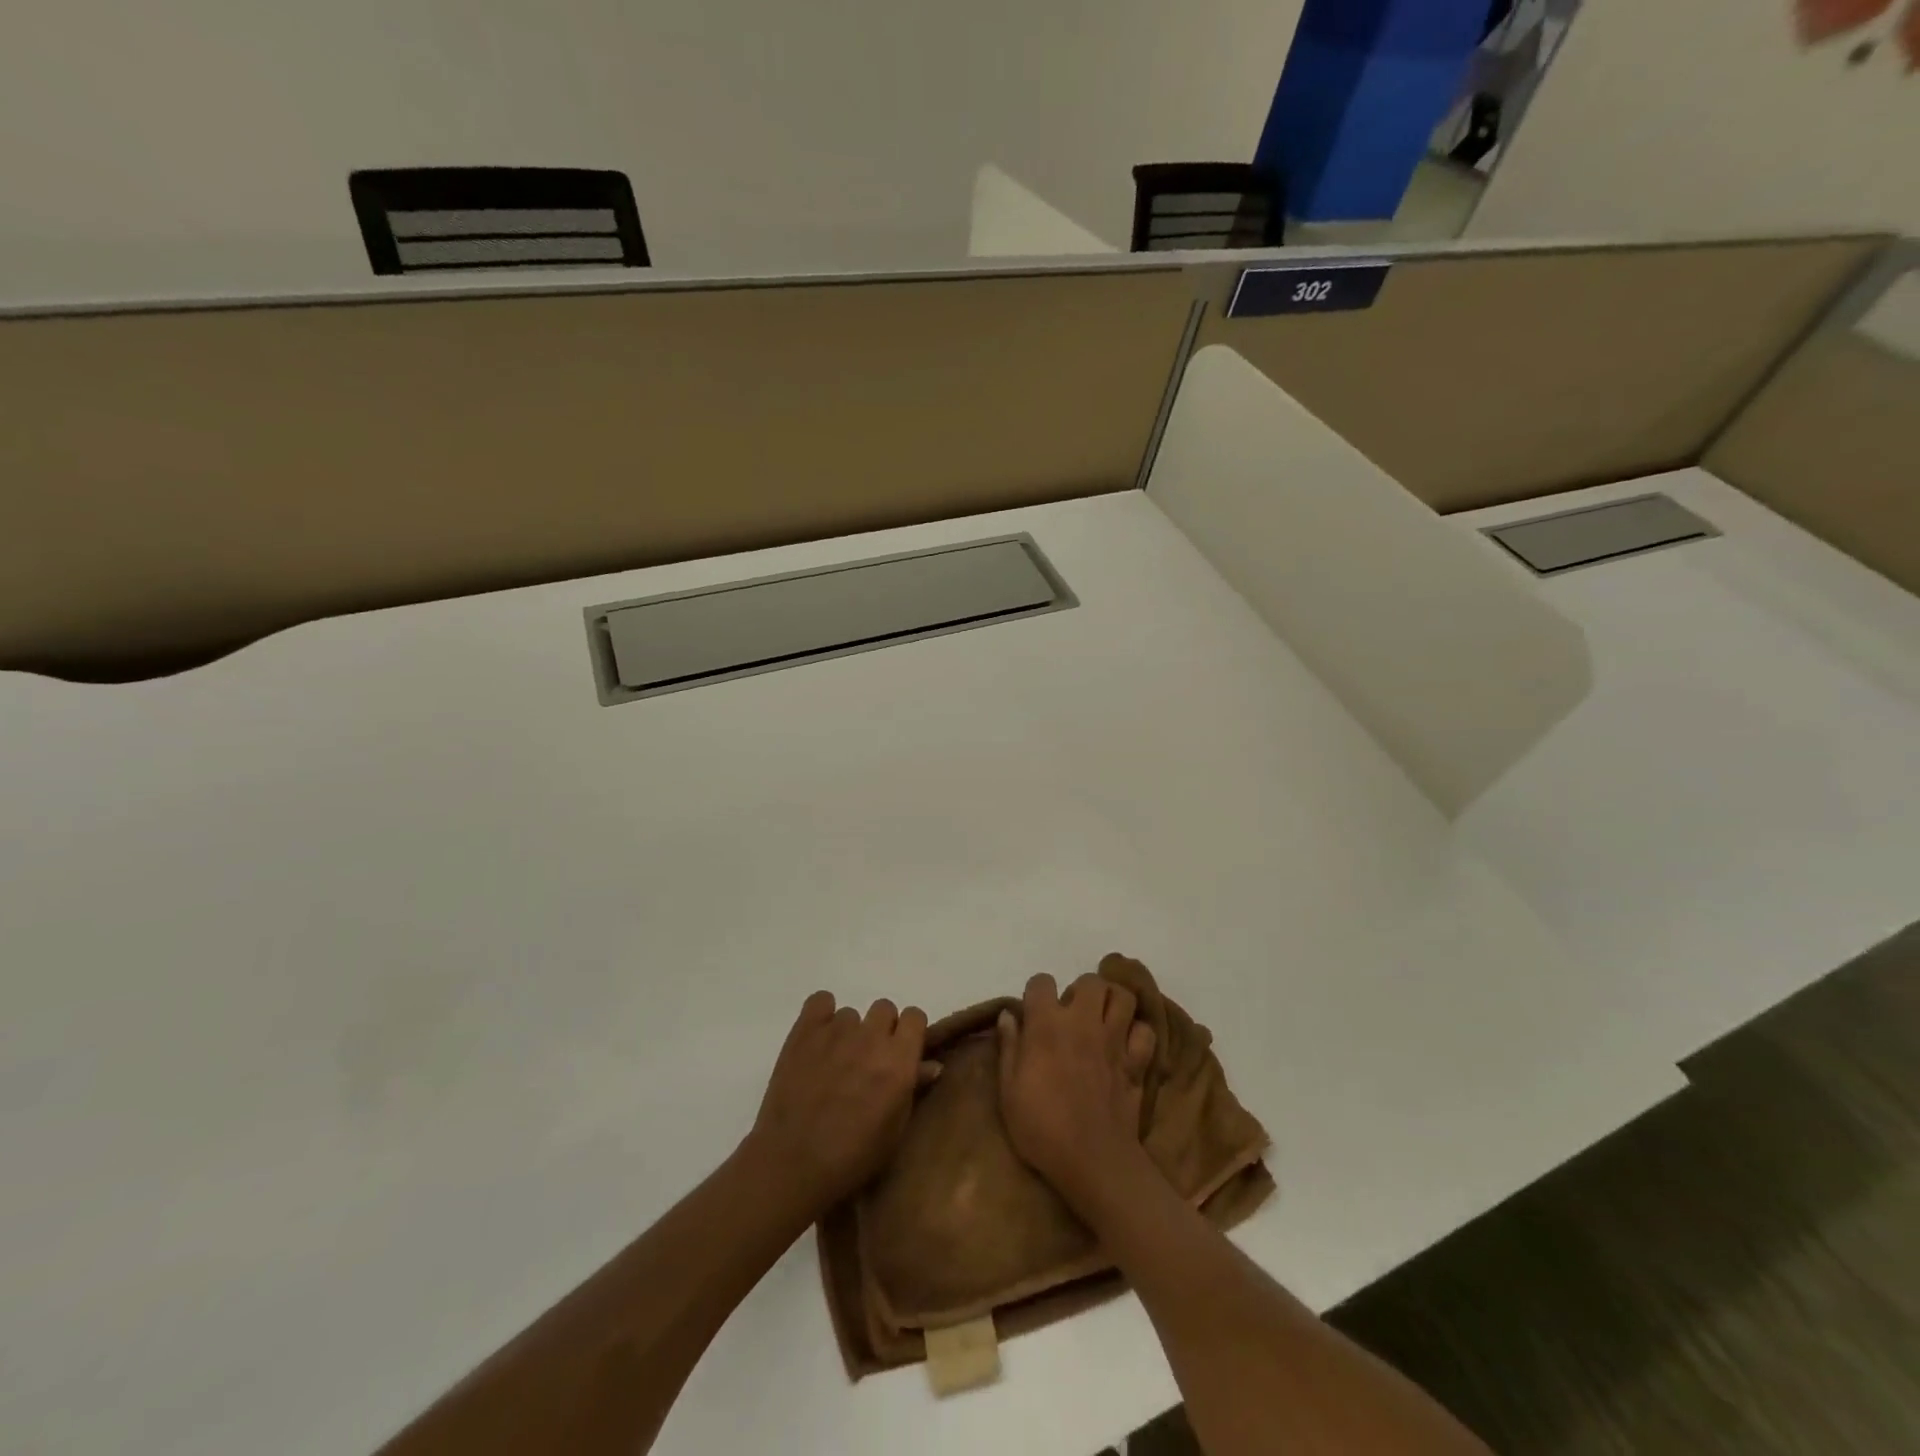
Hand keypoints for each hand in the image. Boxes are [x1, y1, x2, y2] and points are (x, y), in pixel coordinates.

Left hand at [742, 991, 939, 1217]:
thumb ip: (913, 1089)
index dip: (909, 1032)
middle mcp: (871, 1037)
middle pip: (884, 1009)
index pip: (915, 1016)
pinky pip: (820, 1001)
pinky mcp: (805, 1030)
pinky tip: (817, 1040)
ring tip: (834, 1062)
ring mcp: (836, 1030)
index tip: (901, 1052)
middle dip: (880, 1030)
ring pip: (851, 1014)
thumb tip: (932, 1064)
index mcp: (899, 1060)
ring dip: (849, 1033)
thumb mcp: (894, 1131)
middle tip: (867, 1061)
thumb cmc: (852, 1158)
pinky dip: (821, 1016)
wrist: (792, 1164)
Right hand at [996, 971, 1157, 1215]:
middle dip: (1081, 991)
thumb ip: (1009, 1047)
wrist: (1092, 1161)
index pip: (1041, 982)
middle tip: (1073, 1014)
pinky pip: (1145, 1032)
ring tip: (1102, 1020)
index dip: (1036, 993)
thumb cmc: (1042, 1128)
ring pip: (1123, 997)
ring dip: (1113, 1003)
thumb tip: (1008, 1015)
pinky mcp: (1136, 1062)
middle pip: (1090, 982)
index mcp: (1047, 1025)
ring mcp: (1114, 1040)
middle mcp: (1083, 1022)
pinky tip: (1126, 1045)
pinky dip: (1137, 1034)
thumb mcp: (1009, 1091)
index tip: (1034, 1013)